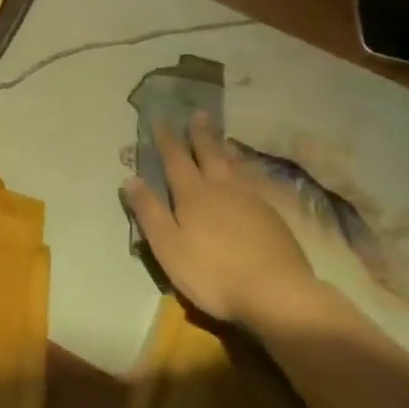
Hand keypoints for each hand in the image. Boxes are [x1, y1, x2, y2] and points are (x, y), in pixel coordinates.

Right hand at [123, 112, 316, 328]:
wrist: (277, 294)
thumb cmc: (213, 272)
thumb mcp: (168, 246)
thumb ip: (149, 212)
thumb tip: (131, 179)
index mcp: (192, 195)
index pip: (176, 161)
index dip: (167, 140)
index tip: (161, 120)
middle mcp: (221, 190)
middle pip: (209, 155)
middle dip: (201, 134)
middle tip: (199, 113)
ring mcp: (251, 202)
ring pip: (235, 167)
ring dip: (226, 149)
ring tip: (224, 138)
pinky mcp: (274, 218)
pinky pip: (255, 183)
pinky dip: (248, 172)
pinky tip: (250, 176)